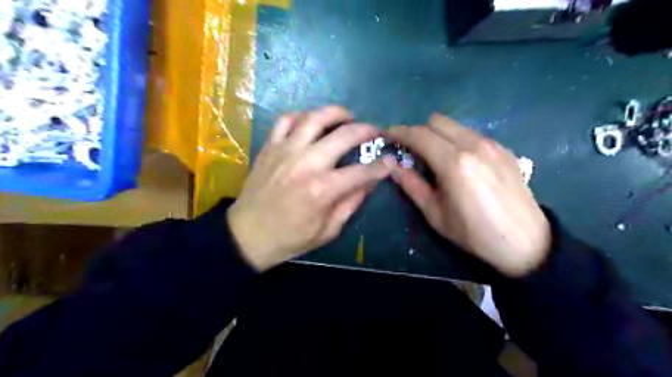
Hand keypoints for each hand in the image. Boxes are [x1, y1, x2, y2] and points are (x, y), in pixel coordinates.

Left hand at [228, 106, 395, 270]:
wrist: (247, 235)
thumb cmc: (290, 238)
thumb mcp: (328, 230)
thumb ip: (351, 203)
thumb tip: (369, 182)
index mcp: (323, 190)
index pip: (362, 171)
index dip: (381, 165)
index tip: (390, 160)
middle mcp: (306, 163)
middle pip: (344, 135)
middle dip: (366, 130)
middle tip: (374, 132)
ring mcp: (285, 151)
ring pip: (315, 118)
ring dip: (336, 113)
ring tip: (347, 116)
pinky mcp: (270, 147)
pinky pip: (286, 120)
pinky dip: (302, 115)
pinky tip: (311, 122)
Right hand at [388, 113, 550, 276]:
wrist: (525, 243)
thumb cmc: (474, 234)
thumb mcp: (435, 214)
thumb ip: (412, 186)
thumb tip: (393, 167)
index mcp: (453, 163)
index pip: (419, 135)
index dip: (399, 132)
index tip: (387, 135)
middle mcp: (473, 145)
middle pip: (436, 121)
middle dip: (419, 131)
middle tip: (411, 150)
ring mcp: (492, 144)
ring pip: (455, 125)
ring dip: (438, 134)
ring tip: (434, 156)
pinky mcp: (504, 149)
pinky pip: (472, 134)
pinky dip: (457, 140)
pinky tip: (460, 162)